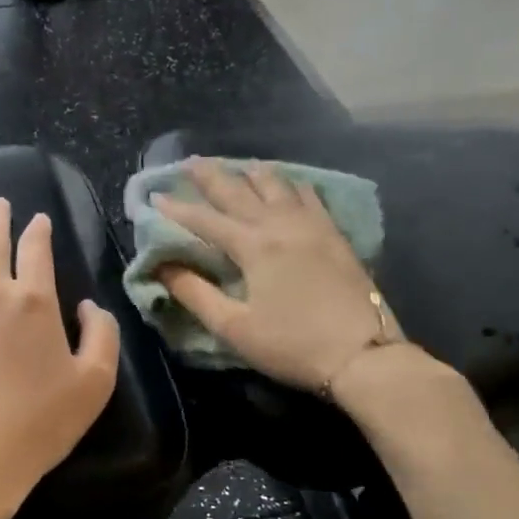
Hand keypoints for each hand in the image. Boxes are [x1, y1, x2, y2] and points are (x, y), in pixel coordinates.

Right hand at [155, 159, 393, 396]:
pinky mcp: (335, 236)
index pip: (206, 220)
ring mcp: (312, 226)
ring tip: (238, 166)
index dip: (177, 209)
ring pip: (278, 186)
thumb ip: (195, 294)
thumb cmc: (292, 345)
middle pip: (240, 191)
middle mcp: (281, 225)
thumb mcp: (234, 327)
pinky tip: (288, 185)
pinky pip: (309, 196)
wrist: (364, 357)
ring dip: (252, 173)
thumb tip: (163, 267)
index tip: (154, 196)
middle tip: (189, 162)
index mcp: (254, 246)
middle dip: (211, 176)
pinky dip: (291, 184)